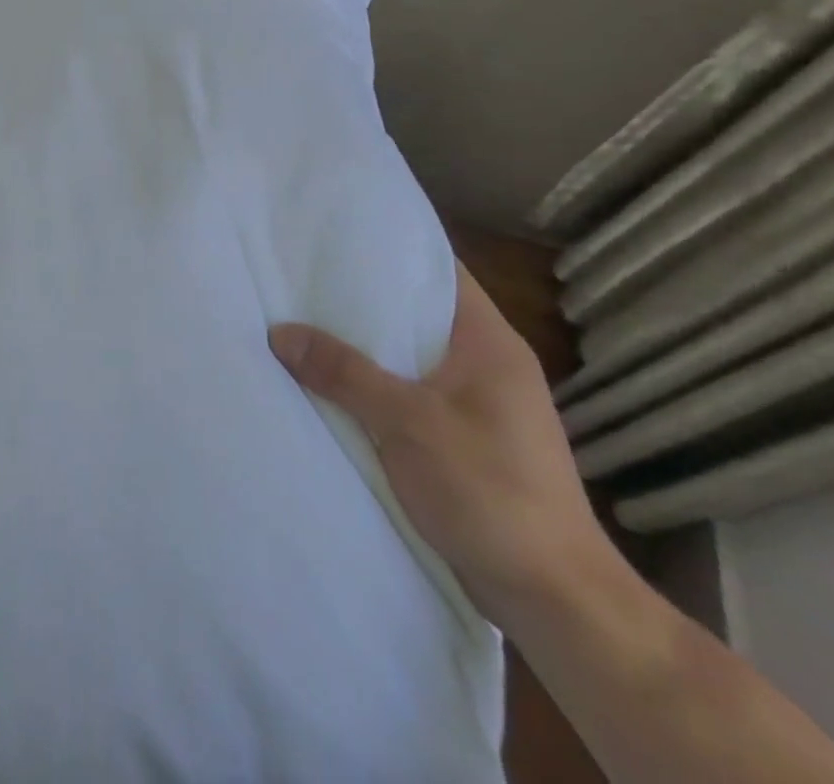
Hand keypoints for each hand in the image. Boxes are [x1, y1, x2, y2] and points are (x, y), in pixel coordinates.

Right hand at [269, 264, 608, 626]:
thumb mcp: (408, 423)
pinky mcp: (463, 441)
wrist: (553, 599)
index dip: (392, 248)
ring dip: (363, 347)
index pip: (440, 270)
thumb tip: (279, 333)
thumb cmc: (490, 491)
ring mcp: (477, 405)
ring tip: (304, 323)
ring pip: (408, 357)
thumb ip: (343, 373)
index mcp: (489, 343)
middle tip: (302, 277)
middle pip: (417, 312)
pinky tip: (329, 384)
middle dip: (362, 299)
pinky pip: (407, 394)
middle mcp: (486, 364)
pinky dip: (372, 386)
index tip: (337, 234)